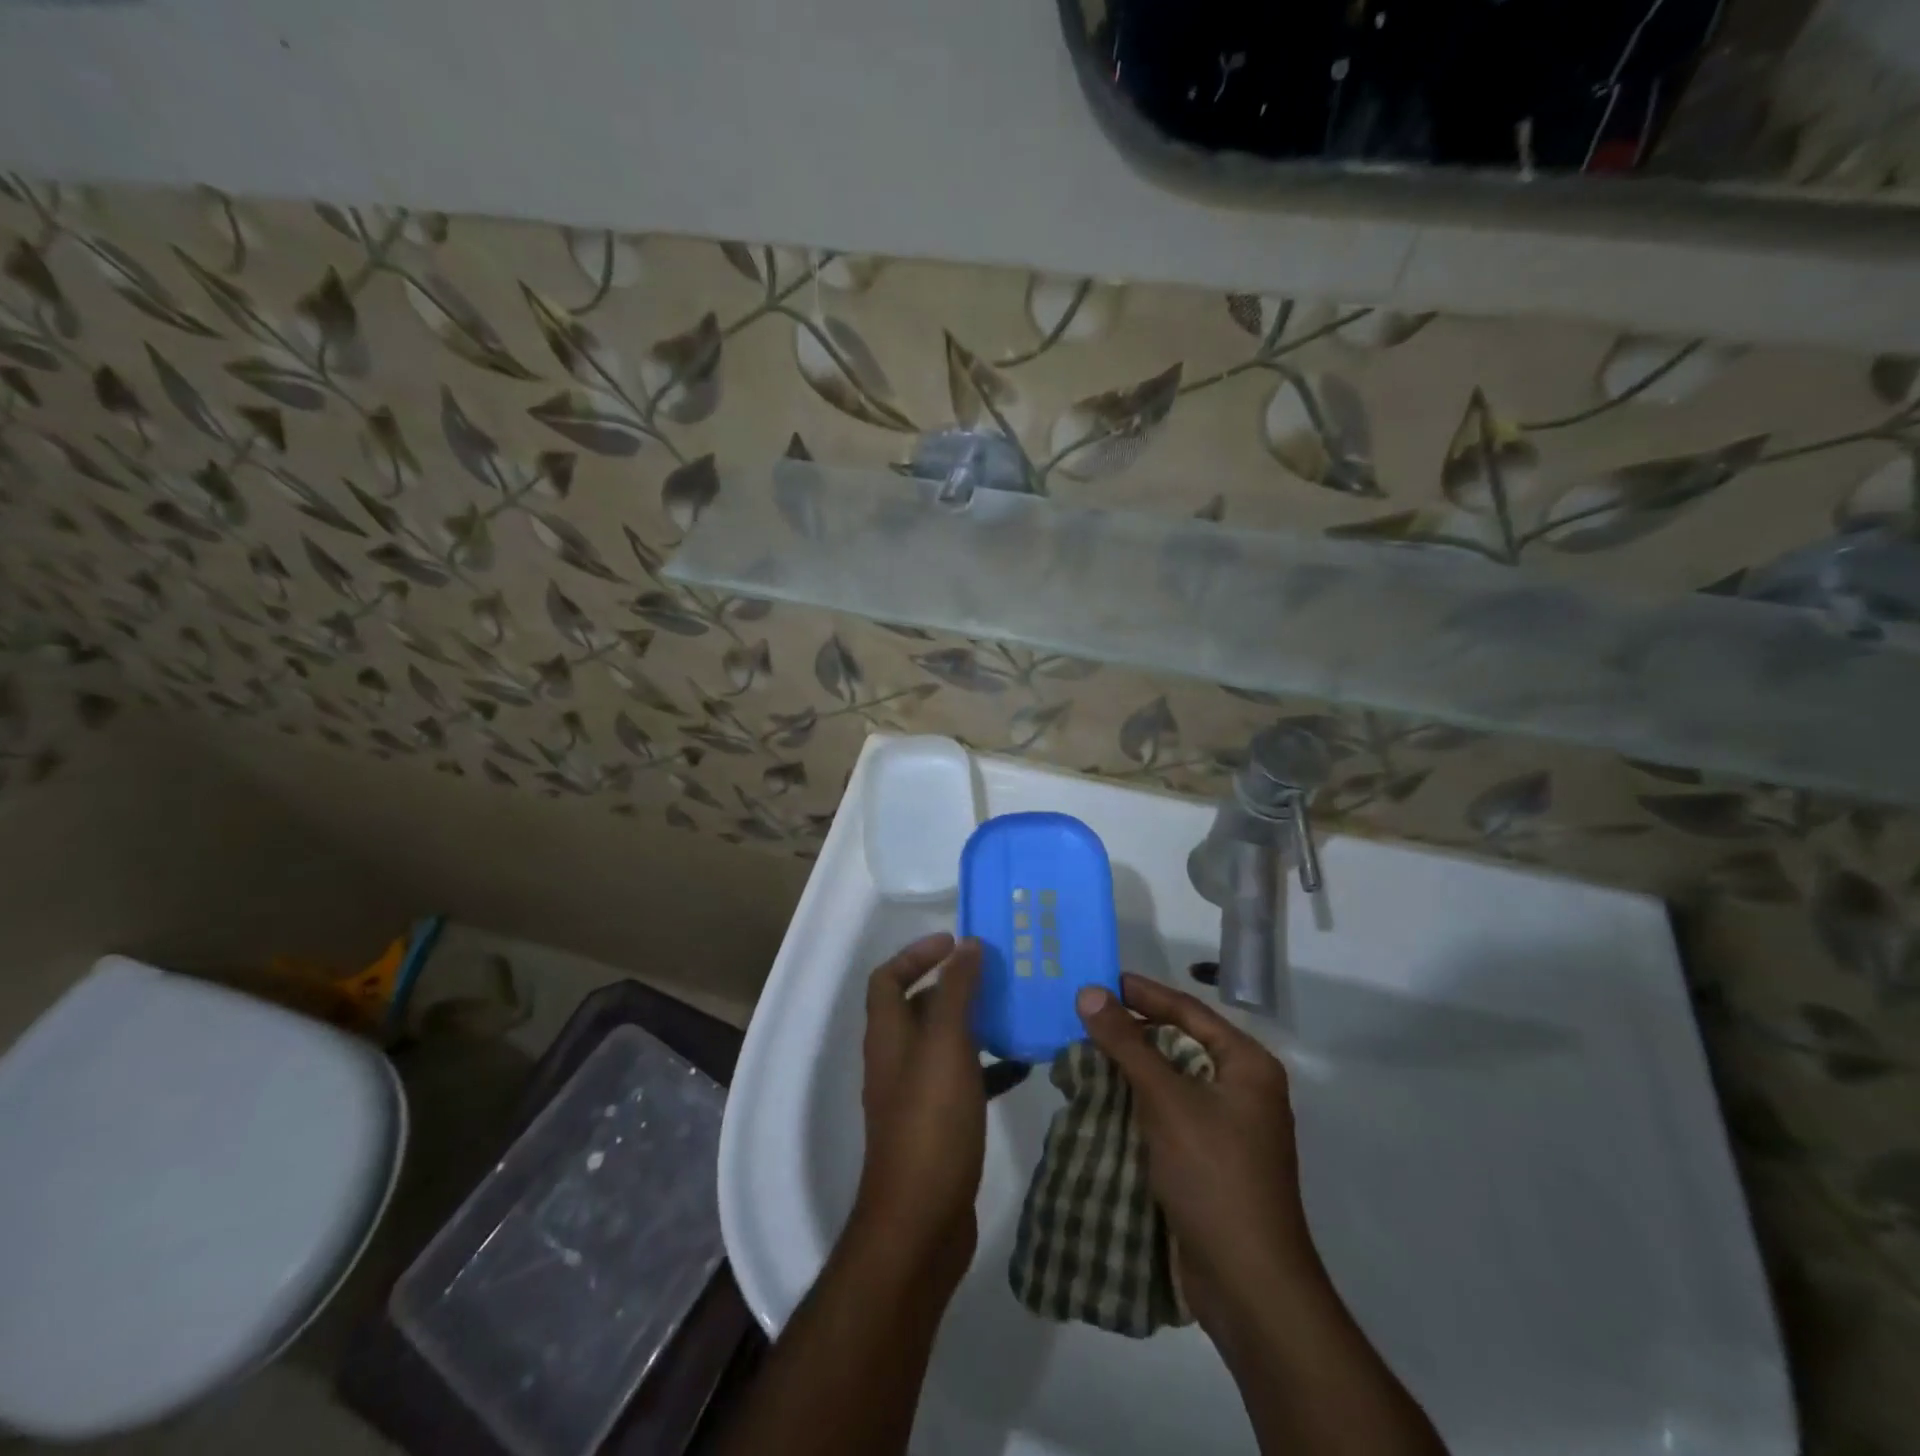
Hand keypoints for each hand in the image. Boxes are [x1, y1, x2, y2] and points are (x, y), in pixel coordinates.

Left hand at [853, 933, 986, 1289]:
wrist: (920, 1223)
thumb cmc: (931, 1123)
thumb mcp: (945, 1047)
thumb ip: (956, 993)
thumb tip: (967, 945)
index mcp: (888, 1035)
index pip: (887, 976)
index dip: (916, 953)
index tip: (957, 942)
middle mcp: (896, 1058)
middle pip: (917, 1005)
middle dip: (954, 984)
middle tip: (997, 972)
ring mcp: (916, 1094)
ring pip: (944, 1042)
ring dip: (975, 1022)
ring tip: (1016, 1009)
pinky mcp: (938, 1124)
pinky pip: (964, 1079)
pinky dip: (988, 1065)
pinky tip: (1024, 1065)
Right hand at [1075, 973, 1321, 1341]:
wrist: (1249, 1285)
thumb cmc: (1213, 1174)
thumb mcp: (1166, 1100)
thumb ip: (1126, 1043)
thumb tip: (1089, 992)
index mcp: (1248, 1066)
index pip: (1189, 1011)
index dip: (1144, 993)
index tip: (1101, 980)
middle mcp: (1244, 1089)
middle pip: (1180, 1044)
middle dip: (1133, 1031)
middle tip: (1087, 1015)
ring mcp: (1229, 1128)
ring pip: (1172, 1081)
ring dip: (1132, 1068)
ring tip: (1086, 1052)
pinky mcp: (1211, 1159)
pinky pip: (1170, 1113)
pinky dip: (1138, 1103)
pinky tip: (1103, 1099)